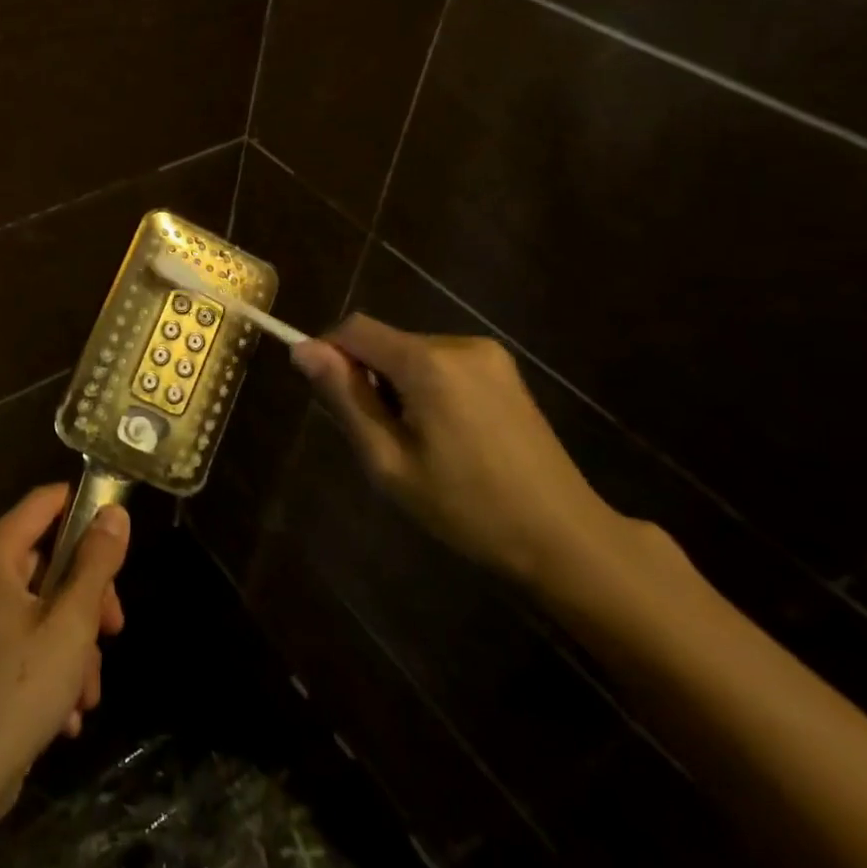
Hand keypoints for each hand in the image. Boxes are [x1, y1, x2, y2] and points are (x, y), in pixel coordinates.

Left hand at [0, 484, 128, 829]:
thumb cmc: (17, 691)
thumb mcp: (71, 624)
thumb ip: (95, 563)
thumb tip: (114, 512)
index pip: (44, 502)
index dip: (84, 508)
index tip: (119, 538)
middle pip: (48, 560)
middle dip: (87, 599)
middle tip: (114, 629)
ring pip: (42, 608)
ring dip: (74, 644)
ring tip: (87, 691)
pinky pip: (23, 640)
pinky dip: (50, 666)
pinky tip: (66, 713)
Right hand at [292, 314, 629, 589]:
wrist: (564, 537)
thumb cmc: (466, 507)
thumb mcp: (388, 461)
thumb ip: (344, 398)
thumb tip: (302, 349)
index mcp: (428, 363)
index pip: (354, 329)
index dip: (330, 354)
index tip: (330, 399)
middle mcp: (458, 343)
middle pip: (385, 341)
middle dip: (368, 377)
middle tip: (381, 438)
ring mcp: (487, 354)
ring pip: (411, 352)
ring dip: (397, 384)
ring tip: (418, 442)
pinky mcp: (504, 370)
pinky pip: (442, 363)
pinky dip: (426, 386)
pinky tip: (447, 433)